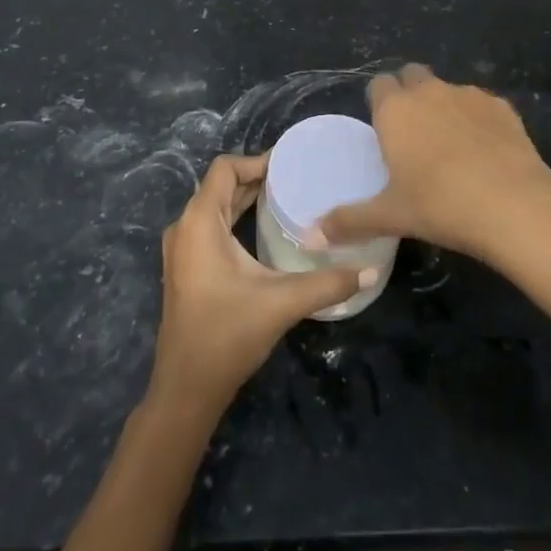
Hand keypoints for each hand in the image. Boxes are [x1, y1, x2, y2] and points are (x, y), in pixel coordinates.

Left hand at [150, 153, 372, 412]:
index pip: (225, 168)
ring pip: (215, 207)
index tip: (291, 165)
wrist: (186, 390)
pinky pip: (210, 227)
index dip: (257, 161)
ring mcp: (181, 250)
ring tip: (285, 200)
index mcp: (199, 221)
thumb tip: (370, 271)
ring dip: (245, 199)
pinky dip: (235, 219)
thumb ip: (327, 284)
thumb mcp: (281, 303)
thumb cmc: (227, 336)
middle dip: (256, 179)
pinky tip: (262, 232)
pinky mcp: (185, 269)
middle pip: (221, 186)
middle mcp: (185, 227)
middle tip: (296, 181)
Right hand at [317, 63, 550, 263]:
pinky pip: (482, 105)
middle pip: (412, 75)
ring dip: (444, 107)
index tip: (383, 130)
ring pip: (448, 89)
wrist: (514, 205)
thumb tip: (310, 236)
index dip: (379, 102)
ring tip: (452, 148)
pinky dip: (478, 120)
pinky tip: (485, 153)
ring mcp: (469, 95)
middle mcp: (429, 91)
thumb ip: (349, 221)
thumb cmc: (440, 206)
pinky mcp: (503, 107)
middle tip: (413, 134)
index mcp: (396, 109)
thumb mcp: (390, 216)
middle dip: (410, 93)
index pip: (378, 84)